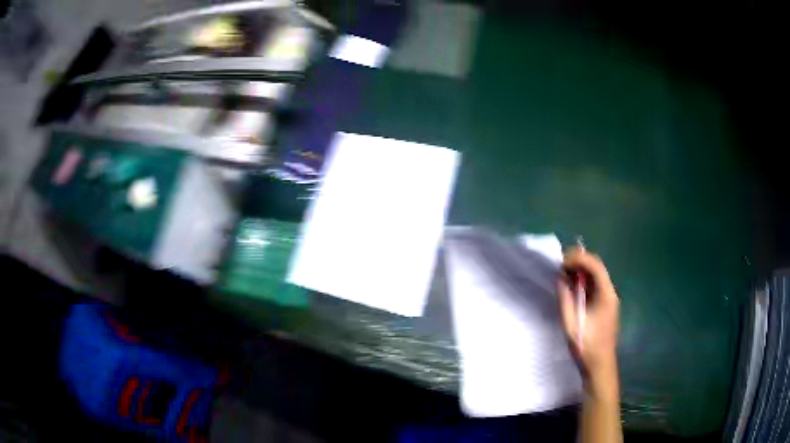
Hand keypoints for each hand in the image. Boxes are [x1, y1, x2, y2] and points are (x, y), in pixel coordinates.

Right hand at [558, 248, 618, 382]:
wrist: (599, 365)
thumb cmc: (586, 346)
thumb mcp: (571, 322)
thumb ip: (565, 298)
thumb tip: (560, 278)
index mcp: (606, 294)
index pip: (595, 266)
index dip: (579, 259)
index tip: (561, 262)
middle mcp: (610, 292)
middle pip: (596, 268)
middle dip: (579, 262)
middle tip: (560, 267)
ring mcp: (608, 299)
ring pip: (595, 276)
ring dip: (580, 272)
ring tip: (562, 275)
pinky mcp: (604, 305)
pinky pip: (594, 287)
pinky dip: (582, 283)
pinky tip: (571, 288)